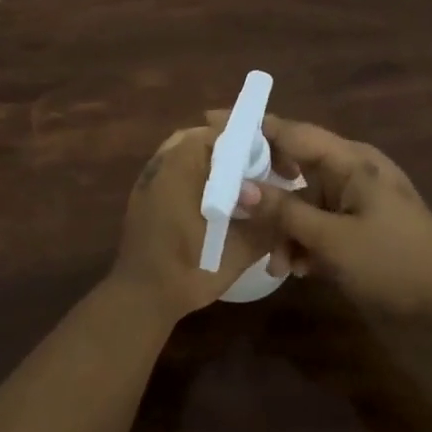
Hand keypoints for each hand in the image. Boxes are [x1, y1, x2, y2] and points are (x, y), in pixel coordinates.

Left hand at [113, 126, 273, 322]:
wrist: (140, 298)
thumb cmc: (188, 269)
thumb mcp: (238, 250)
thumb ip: (267, 224)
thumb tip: (291, 208)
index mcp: (182, 164)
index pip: (222, 132)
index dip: (252, 142)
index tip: (274, 161)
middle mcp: (162, 161)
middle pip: (204, 138)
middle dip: (233, 149)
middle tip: (260, 170)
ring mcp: (149, 176)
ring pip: (188, 152)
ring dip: (214, 161)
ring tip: (241, 183)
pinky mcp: (144, 193)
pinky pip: (175, 168)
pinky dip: (197, 173)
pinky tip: (215, 199)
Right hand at [234, 115, 431, 320]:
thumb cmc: (392, 260)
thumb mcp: (333, 240)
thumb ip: (285, 213)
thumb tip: (241, 189)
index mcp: (350, 160)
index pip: (291, 132)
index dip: (251, 125)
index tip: (212, 120)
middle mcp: (351, 169)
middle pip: (293, 164)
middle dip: (263, 187)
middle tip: (228, 197)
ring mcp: (356, 195)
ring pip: (304, 199)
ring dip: (286, 227)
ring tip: (275, 263)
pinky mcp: (359, 220)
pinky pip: (320, 219)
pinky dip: (305, 239)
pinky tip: (296, 269)